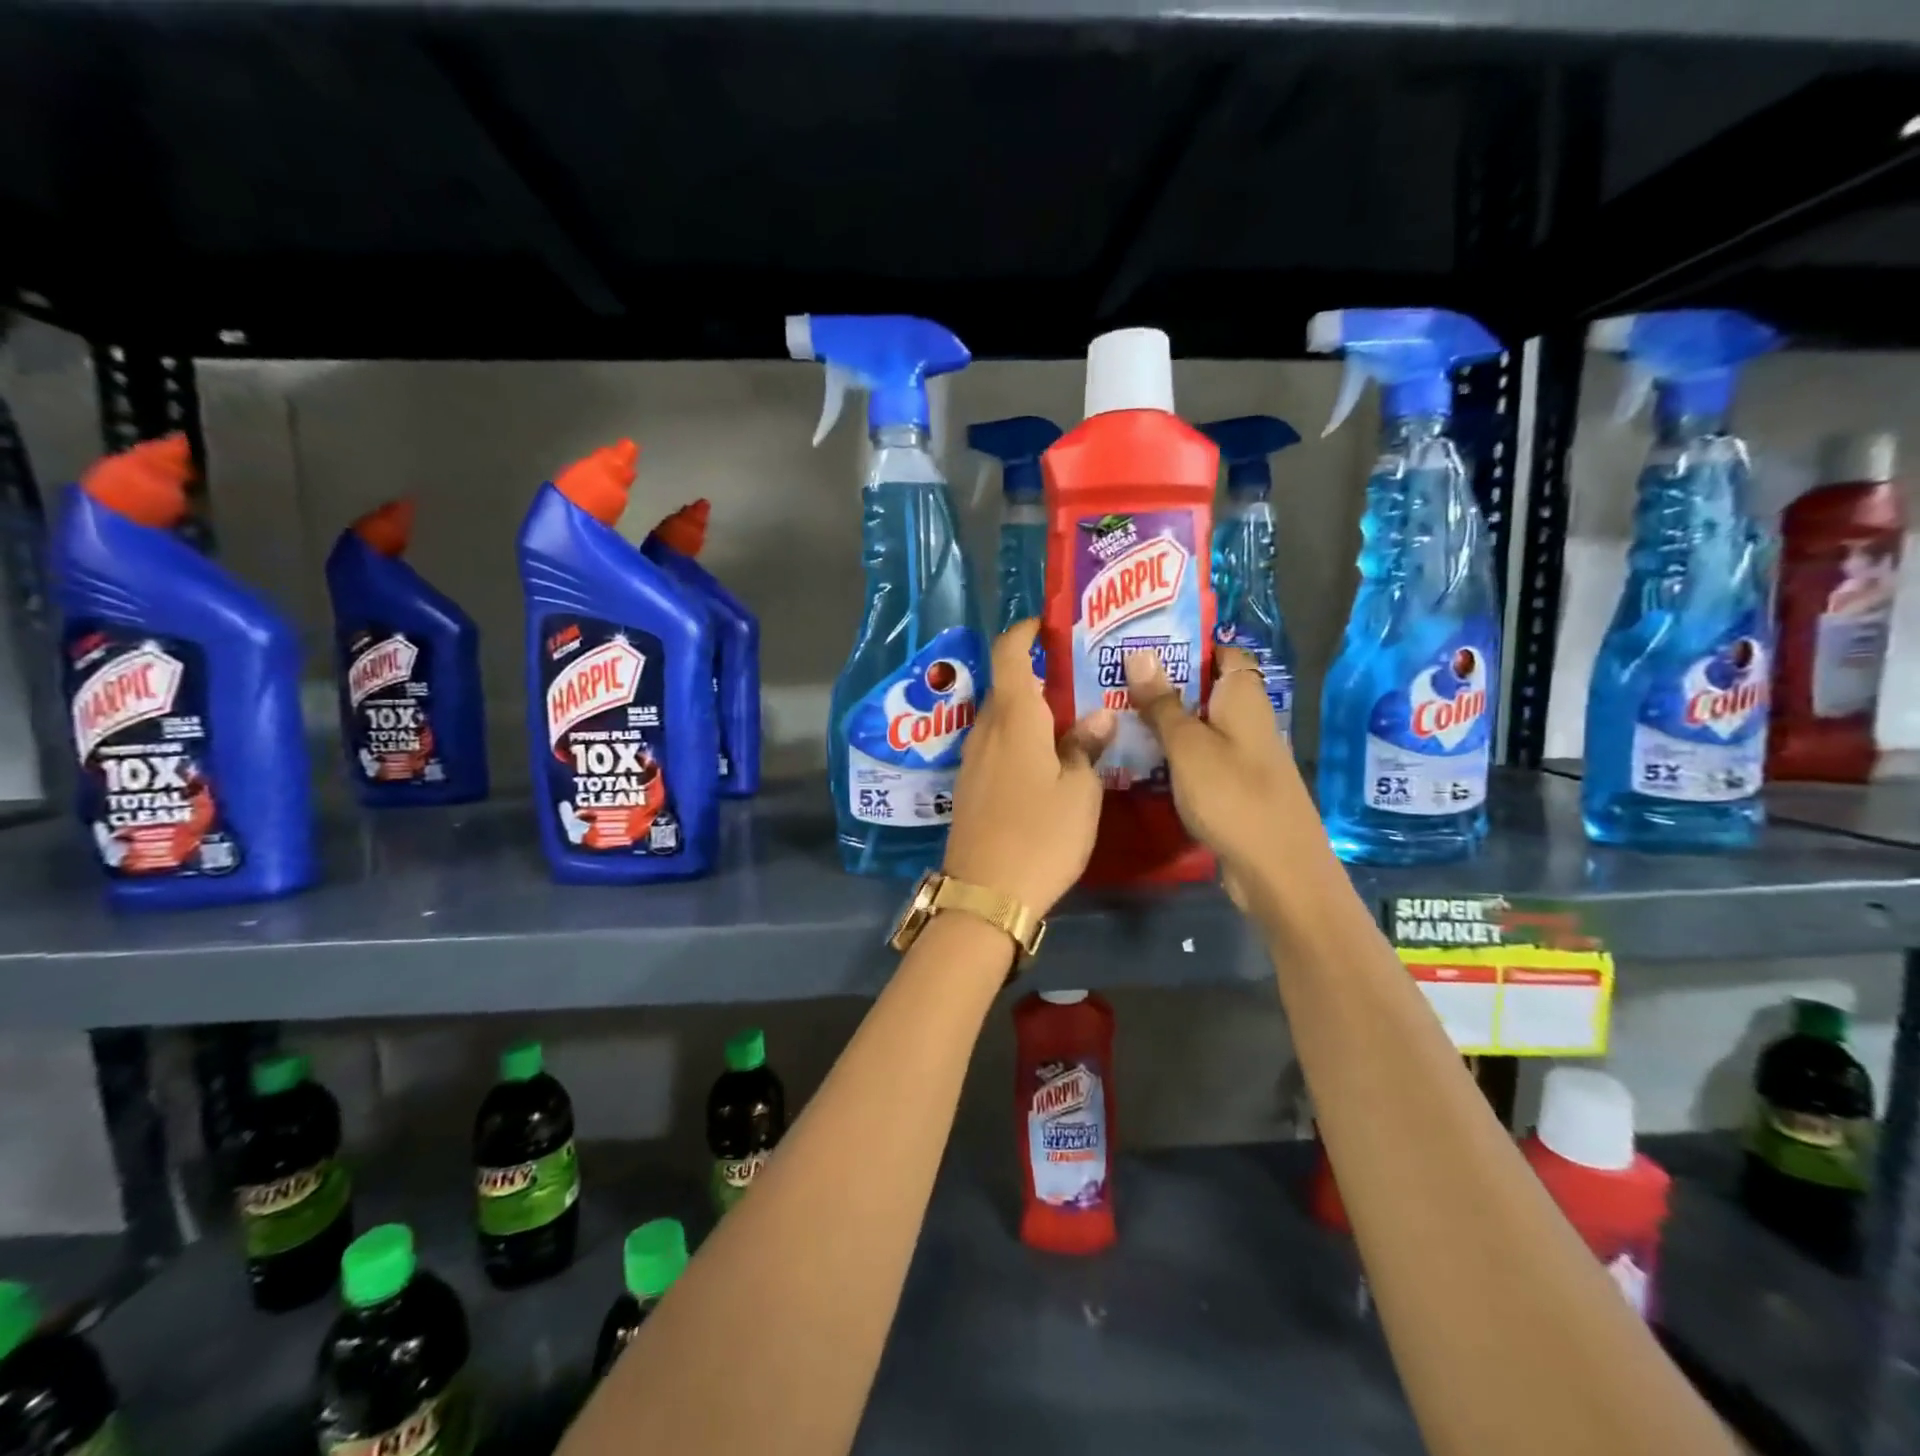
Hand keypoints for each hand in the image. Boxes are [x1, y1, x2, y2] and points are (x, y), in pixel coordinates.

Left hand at [943, 621, 1115, 915]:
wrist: (986, 894)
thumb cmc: (1040, 835)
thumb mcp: (1080, 791)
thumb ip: (1087, 747)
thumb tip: (1099, 714)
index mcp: (1014, 717)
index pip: (1009, 652)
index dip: (1025, 631)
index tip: (1050, 626)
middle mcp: (986, 729)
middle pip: (1007, 685)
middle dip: (1038, 674)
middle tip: (1080, 678)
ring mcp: (972, 759)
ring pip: (1001, 717)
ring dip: (1030, 710)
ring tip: (1070, 718)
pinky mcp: (969, 785)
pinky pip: (996, 745)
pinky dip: (1019, 737)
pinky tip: (1046, 757)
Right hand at [1123, 646, 1314, 902]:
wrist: (1276, 869)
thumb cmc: (1232, 795)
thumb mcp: (1188, 745)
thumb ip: (1163, 702)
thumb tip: (1140, 652)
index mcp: (1243, 696)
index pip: (1219, 652)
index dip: (1184, 643)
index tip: (1139, 642)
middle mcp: (1245, 717)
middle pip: (1203, 688)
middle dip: (1162, 682)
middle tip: (1111, 677)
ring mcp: (1240, 753)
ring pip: (1196, 724)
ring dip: (1162, 720)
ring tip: (1112, 711)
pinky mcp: (1231, 784)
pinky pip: (1197, 756)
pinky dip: (1171, 752)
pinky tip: (1136, 756)